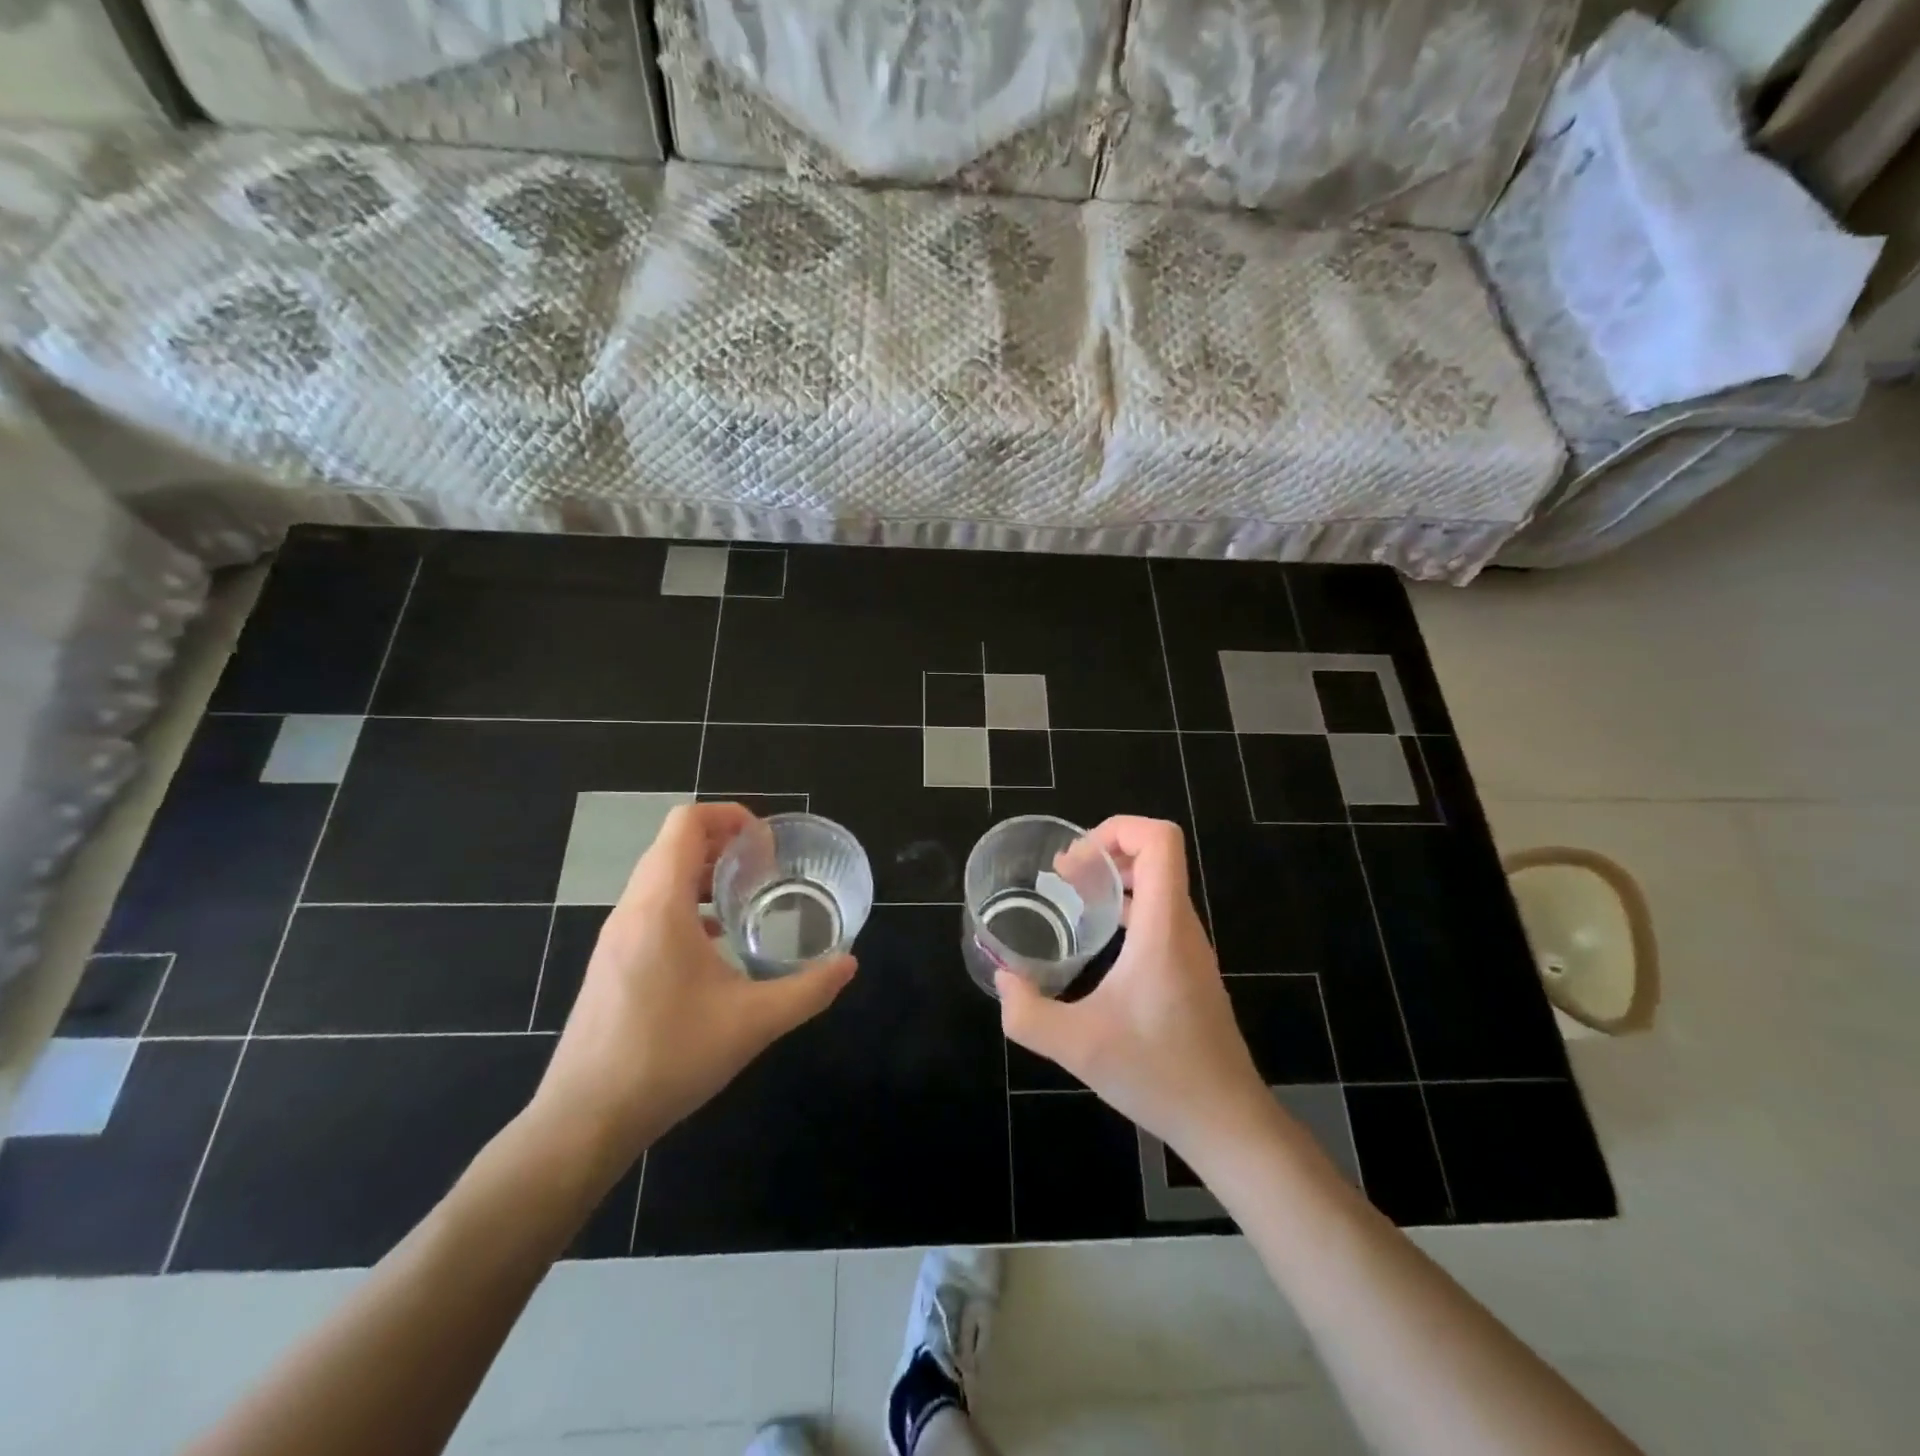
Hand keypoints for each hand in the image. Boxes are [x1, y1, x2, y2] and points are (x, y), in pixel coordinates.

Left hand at [530, 803, 856, 1177]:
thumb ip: (808, 989)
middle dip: (723, 843)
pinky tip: (715, 943)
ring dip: (704, 874)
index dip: (729, 816)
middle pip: (673, 846)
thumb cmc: (668, 1058)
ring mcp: (616, 937)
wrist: (584, 1120)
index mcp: (659, 906)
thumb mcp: (753, 1023)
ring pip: (659, 878)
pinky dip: (686, 905)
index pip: (685, 824)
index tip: (766, 845)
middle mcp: (631, 910)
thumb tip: (849, 963)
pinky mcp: (612, 962)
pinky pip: (651, 909)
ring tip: (746, 899)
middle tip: (766, 867)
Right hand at [996, 816, 1272, 1159]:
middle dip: (1106, 850)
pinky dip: (1127, 906)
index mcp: (1163, 926)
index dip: (1117, 829)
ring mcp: (1190, 949)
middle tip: (1063, 875)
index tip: (1075, 860)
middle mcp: (1182, 927)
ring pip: (1159, 885)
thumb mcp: (1078, 1047)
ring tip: (1073, 894)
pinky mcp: (1190, 971)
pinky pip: (1160, 914)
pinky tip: (1098, 938)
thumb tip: (1003, 981)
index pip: (1160, 840)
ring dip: (1116, 878)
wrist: (1227, 1122)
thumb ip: (1027, 1014)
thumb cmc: (1159, 1074)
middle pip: (1156, 855)